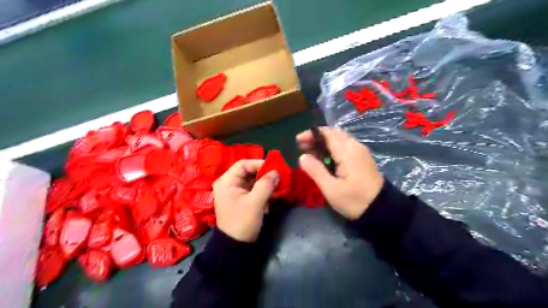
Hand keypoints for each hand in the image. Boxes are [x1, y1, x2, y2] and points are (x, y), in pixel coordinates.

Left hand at [211, 159, 278, 242]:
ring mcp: (234, 191)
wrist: (235, 246)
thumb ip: (266, 184)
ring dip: (264, 183)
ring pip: (252, 180)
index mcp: (226, 181)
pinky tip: (269, 198)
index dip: (259, 164)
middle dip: (263, 174)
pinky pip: (253, 189)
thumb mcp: (255, 202)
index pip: (243, 164)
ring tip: (276, 188)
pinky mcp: (241, 199)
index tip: (274, 169)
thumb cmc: (242, 222)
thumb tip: (276, 172)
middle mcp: (229, 183)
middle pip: (248, 171)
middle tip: (278, 177)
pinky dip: (262, 191)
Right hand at [298, 127, 381, 218]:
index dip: (311, 134)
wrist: (382, 210)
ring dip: (324, 143)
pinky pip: (345, 146)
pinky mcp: (362, 159)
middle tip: (302, 147)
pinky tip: (326, 159)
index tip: (298, 141)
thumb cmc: (354, 200)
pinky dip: (332, 148)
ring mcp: (360, 152)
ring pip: (339, 139)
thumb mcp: (331, 189)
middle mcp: (355, 146)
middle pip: (333, 134)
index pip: (327, 133)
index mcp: (347, 151)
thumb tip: (302, 157)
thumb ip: (316, 171)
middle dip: (316, 137)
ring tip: (311, 153)